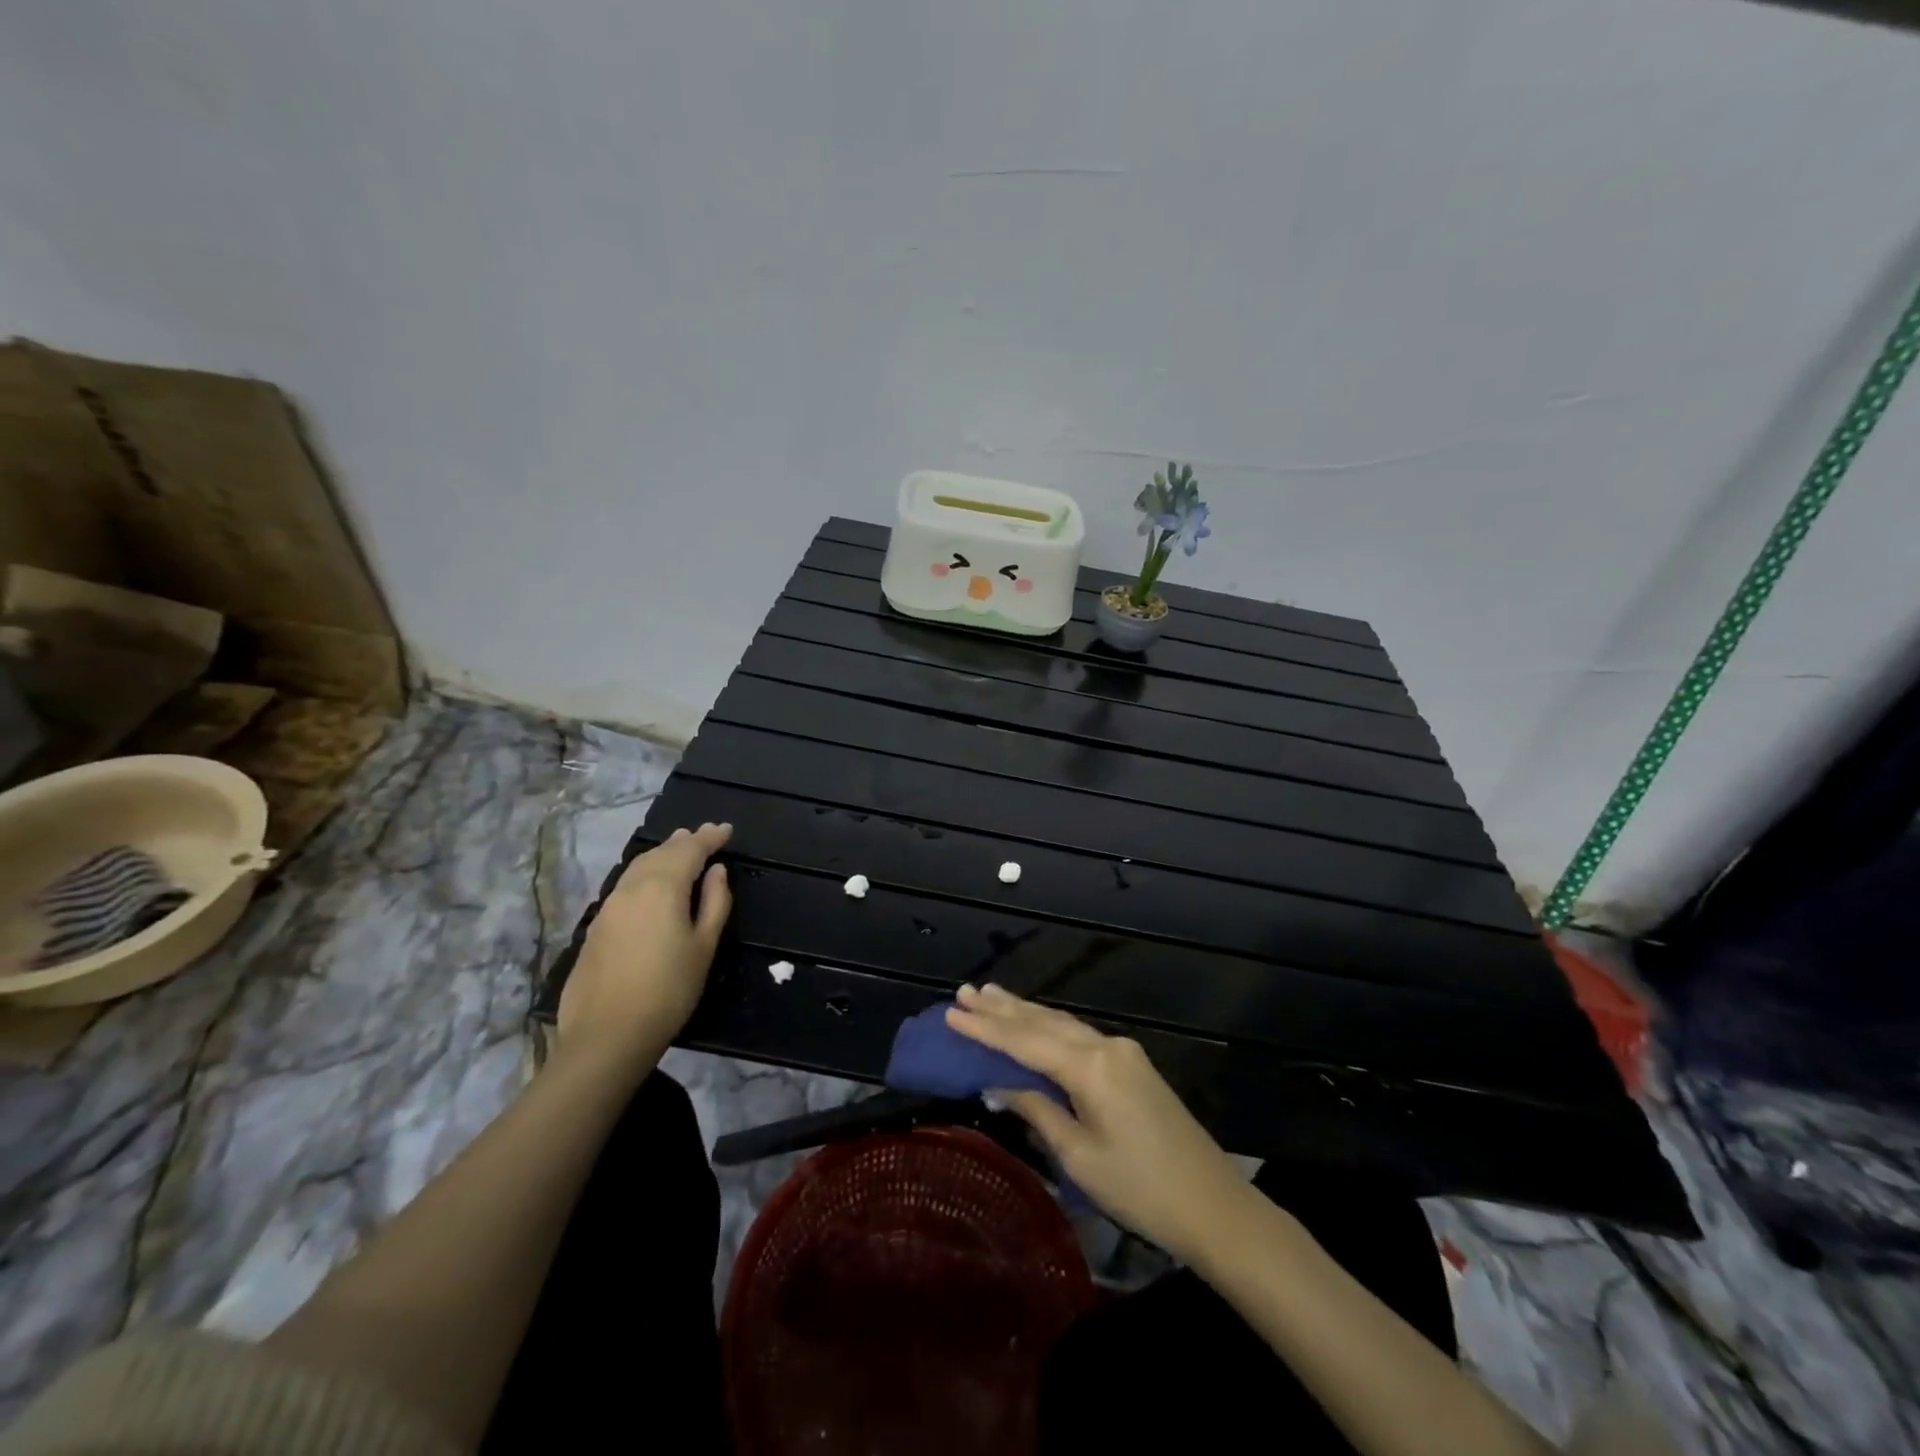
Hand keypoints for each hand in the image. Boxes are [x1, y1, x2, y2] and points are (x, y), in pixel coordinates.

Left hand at [556, 823, 732, 1074]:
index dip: (710, 837)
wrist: (607, 1035)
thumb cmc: (669, 990)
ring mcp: (609, 905)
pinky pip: (626, 884)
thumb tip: (717, 872)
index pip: (690, 849)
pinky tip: (651, 882)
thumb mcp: (704, 946)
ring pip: (639, 866)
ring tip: (678, 848)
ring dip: (662, 854)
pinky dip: (645, 872)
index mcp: (663, 887)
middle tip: (705, 835)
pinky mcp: (596, 925)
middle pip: (661, 853)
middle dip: (684, 841)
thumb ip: (714, 902)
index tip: (726, 829)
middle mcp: (633, 887)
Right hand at [946, 983, 1252, 1260]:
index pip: (1025, 1040)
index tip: (952, 1012)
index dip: (986, 1028)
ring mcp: (1122, 1052)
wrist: (1214, 1205)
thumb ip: (1037, 1110)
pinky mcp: (1132, 1064)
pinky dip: (1049, 1027)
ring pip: (1063, 1023)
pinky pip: (1080, 1035)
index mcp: (1090, 1066)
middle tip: (965, 992)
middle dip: (1003, 1008)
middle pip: (1044, 1021)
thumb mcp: (1078, 1155)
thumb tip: (998, 1085)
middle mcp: (1105, 1046)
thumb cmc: (1140, 1189)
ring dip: (1025, 1011)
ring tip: (991, 995)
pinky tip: (1035, 1022)